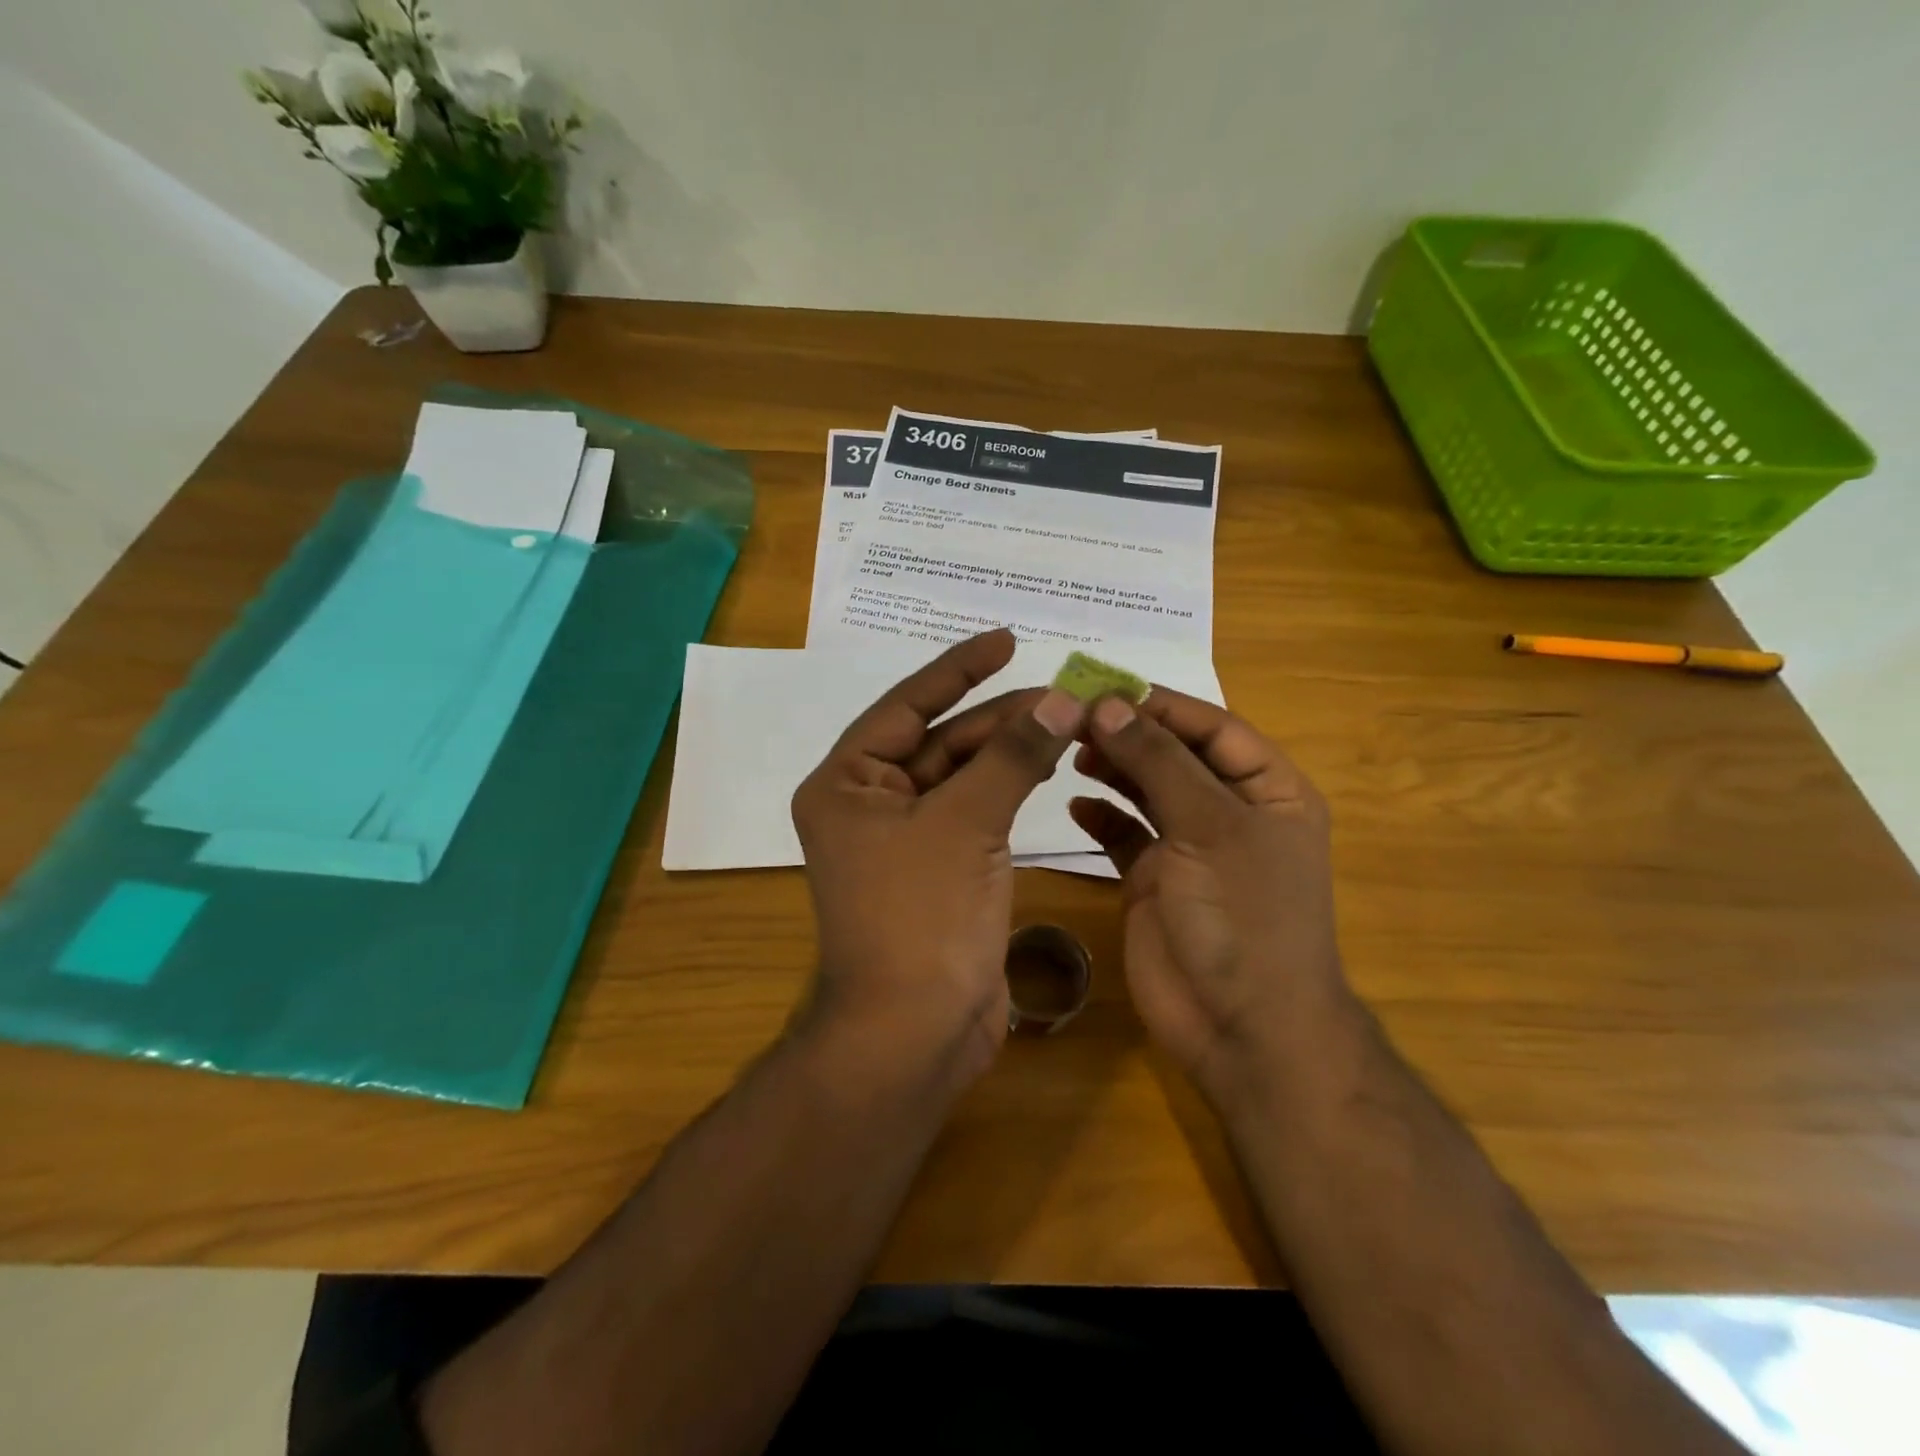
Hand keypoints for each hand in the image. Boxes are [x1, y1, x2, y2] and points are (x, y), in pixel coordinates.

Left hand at [791, 629, 1086, 1083]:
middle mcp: (869, 803)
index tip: (1006, 640)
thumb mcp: (966, 823)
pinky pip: (975, 811)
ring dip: (1009, 750)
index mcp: (848, 783)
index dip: (957, 669)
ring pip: (962, 776)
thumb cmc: (920, 917)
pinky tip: (1047, 765)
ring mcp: (905, 838)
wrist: (914, 1031)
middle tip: (1064, 694)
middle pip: (940, 740)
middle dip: (999, 717)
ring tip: (1065, 722)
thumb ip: (1012, 756)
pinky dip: (1009, 788)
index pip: (906, 706)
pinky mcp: (939, 868)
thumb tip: (1061, 698)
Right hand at [1067, 690, 1358, 1102]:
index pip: (1212, 728)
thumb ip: (1158, 761)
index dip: (1160, 705)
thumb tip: (1108, 703)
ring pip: (1147, 790)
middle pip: (1175, 755)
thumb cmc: (1243, 917)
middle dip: (1129, 734)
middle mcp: (1230, 812)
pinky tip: (1076, 803)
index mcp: (1268, 790)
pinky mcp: (1156, 880)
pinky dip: (1102, 816)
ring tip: (1071, 749)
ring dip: (1113, 767)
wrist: (1242, 1028)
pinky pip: (1125, 835)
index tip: (1102, 686)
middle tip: (1072, 716)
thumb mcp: (1208, 827)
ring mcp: (1191, 848)